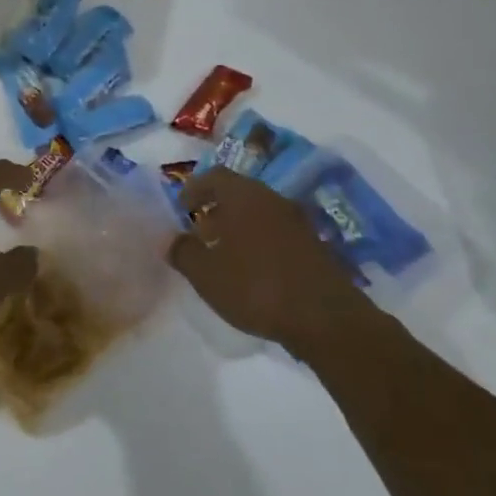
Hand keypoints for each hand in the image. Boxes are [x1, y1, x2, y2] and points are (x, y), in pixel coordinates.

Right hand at [168, 167, 370, 344]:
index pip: (214, 176)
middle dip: (216, 209)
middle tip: (199, 234)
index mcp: (244, 196)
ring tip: (223, 255)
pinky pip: (277, 232)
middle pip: (238, 193)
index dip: (194, 189)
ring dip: (238, 227)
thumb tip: (168, 238)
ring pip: (259, 213)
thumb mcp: (206, 274)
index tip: (181, 209)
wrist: (326, 319)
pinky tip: (252, 271)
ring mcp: (298, 222)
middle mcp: (272, 199)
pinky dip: (259, 242)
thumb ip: (182, 252)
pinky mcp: (314, 246)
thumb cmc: (256, 287)